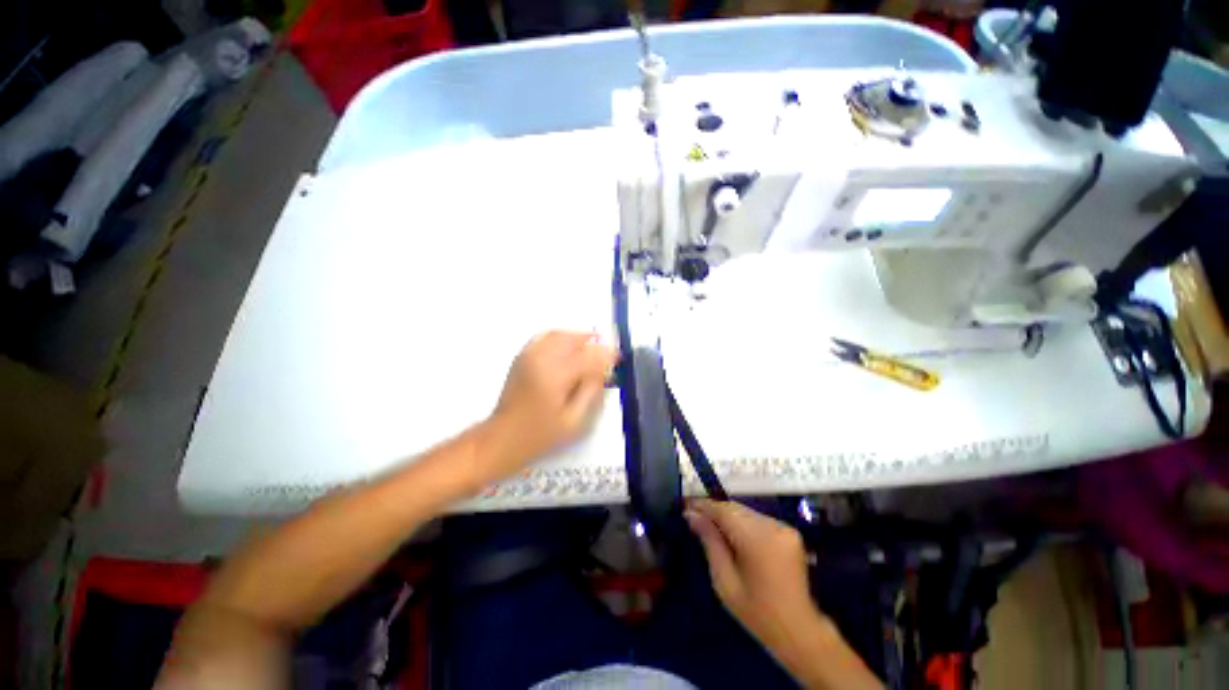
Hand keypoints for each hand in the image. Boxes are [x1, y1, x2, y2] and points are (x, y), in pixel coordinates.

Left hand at [482, 331, 616, 478]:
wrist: (503, 437)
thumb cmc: (541, 434)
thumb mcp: (574, 420)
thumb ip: (591, 391)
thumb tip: (603, 369)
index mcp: (556, 375)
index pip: (589, 356)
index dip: (607, 354)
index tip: (618, 358)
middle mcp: (542, 359)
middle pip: (574, 339)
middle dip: (593, 343)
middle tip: (604, 354)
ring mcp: (529, 355)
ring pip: (559, 334)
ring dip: (578, 338)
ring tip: (589, 349)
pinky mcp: (522, 357)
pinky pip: (545, 337)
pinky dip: (560, 337)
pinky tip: (567, 348)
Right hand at [685, 500, 824, 650]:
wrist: (799, 630)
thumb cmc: (756, 612)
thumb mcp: (724, 581)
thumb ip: (709, 542)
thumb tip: (691, 515)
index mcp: (757, 540)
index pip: (724, 510)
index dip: (703, 505)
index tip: (685, 505)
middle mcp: (773, 527)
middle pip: (735, 508)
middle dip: (714, 510)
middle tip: (694, 515)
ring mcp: (784, 527)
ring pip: (746, 512)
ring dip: (728, 515)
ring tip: (710, 524)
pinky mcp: (790, 531)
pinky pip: (758, 519)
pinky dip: (742, 522)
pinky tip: (733, 534)